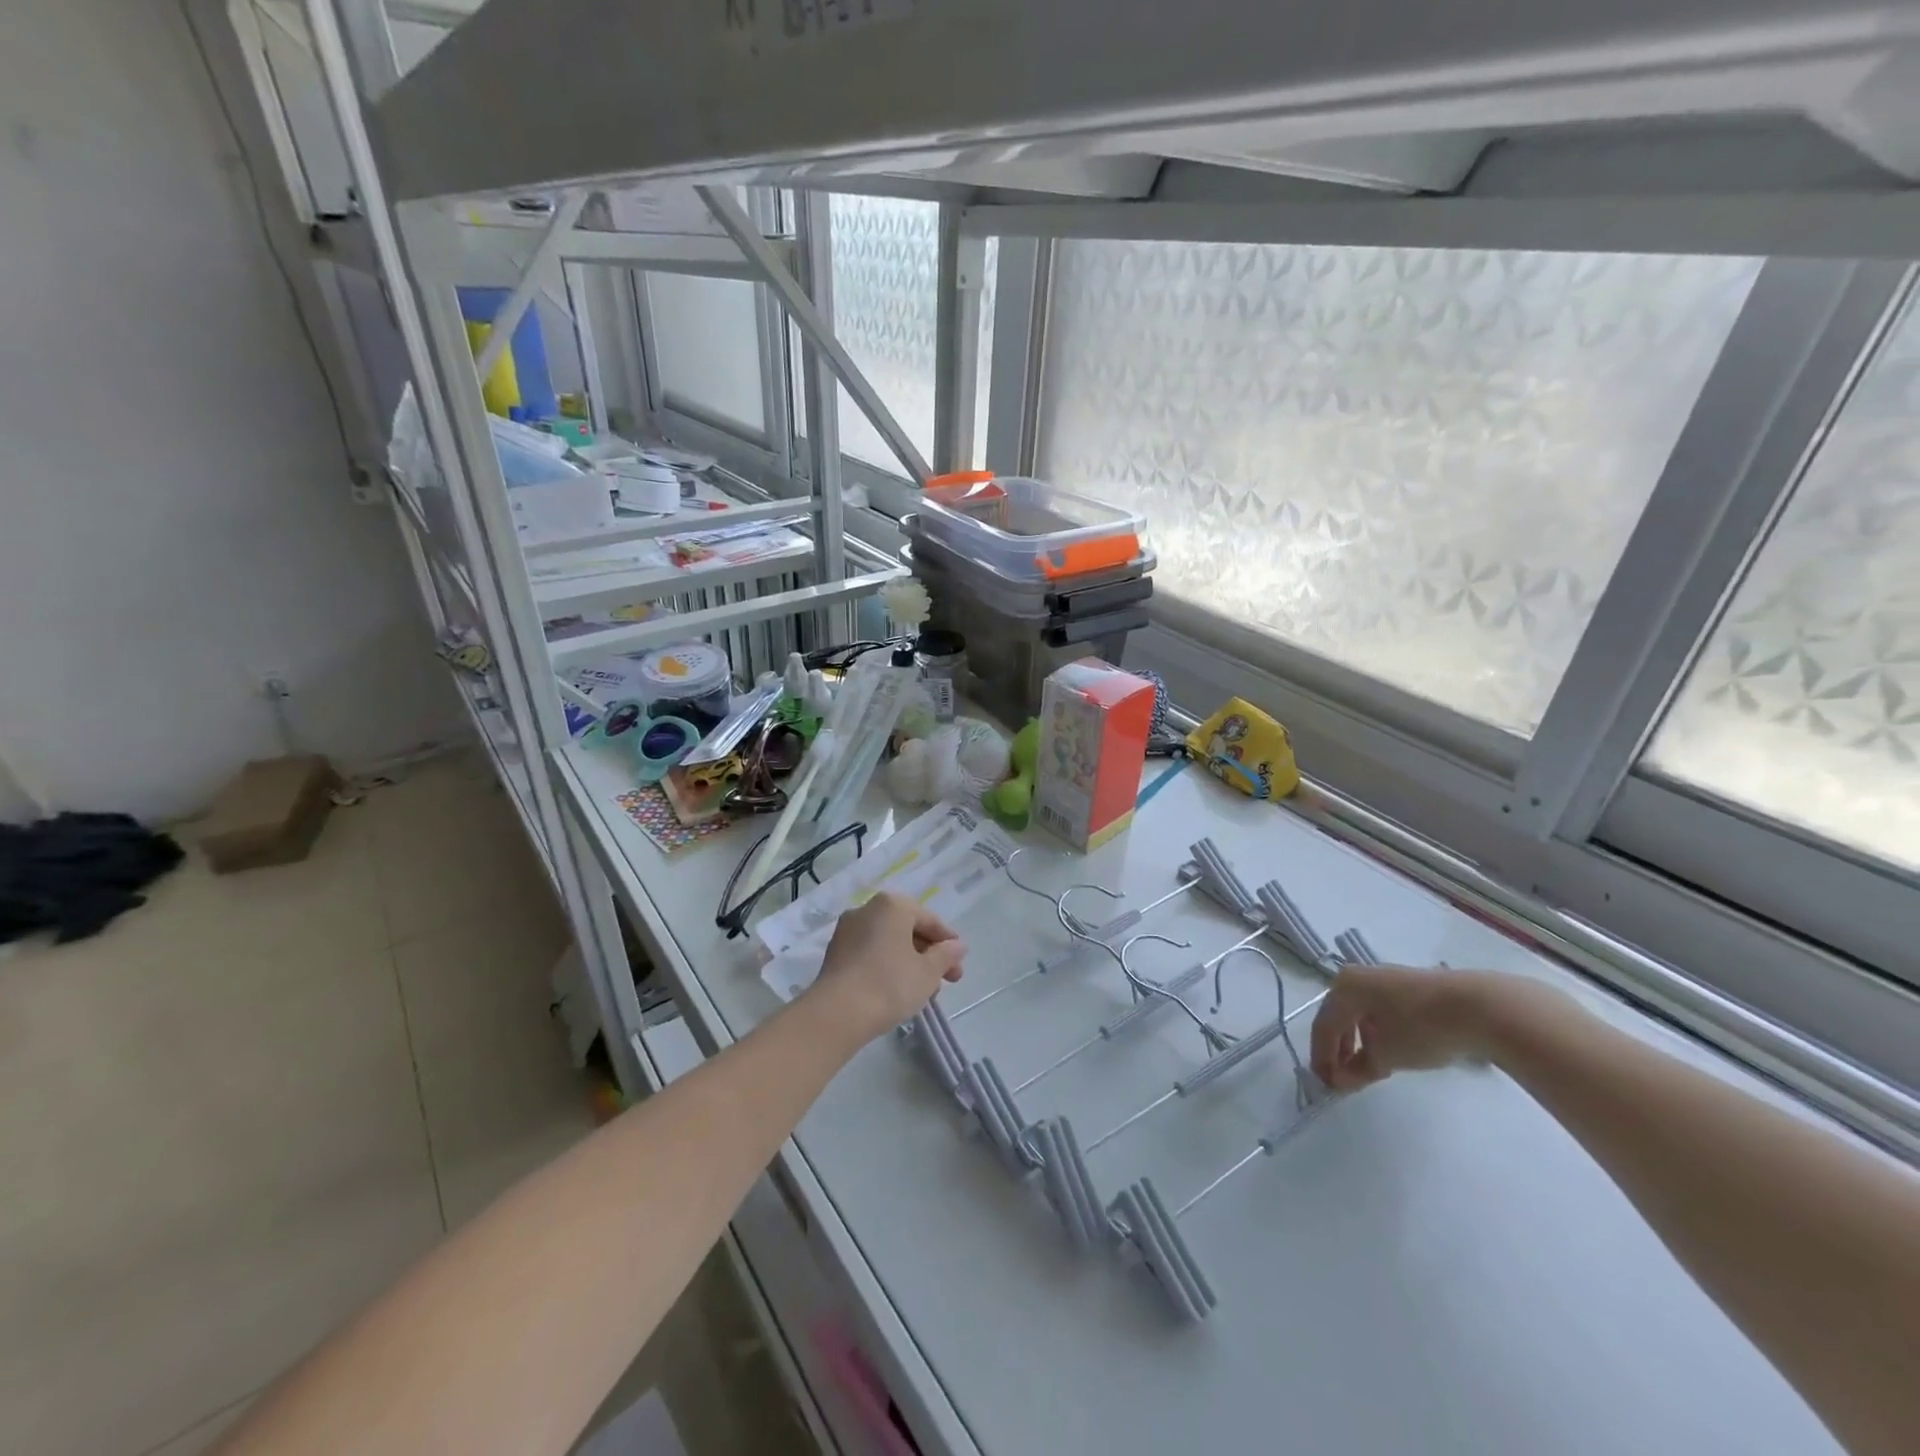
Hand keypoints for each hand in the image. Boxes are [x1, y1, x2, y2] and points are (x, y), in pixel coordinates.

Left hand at [808, 892, 965, 1042]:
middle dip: (929, 954)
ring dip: (909, 962)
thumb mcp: (928, 972)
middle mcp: (867, 910)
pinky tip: (897, 990)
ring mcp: (847, 931)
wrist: (837, 1013)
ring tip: (924, 991)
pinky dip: (887, 966)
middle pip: (907, 929)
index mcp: (892, 905)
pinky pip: (870, 953)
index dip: (948, 942)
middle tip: (946, 980)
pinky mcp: (835, 953)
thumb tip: (957, 946)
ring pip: (888, 942)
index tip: (959, 963)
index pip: (928, 920)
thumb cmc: (890, 984)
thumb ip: (946, 955)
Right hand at [1309, 966, 1556, 1090]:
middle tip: (1343, 1078)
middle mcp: (1356, 978)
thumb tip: (1341, 1081)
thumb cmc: (1421, 1028)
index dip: (1321, 1058)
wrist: (1478, 1007)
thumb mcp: (1387, 1055)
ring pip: (1359, 1014)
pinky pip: (1378, 1011)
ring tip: (1366, 1068)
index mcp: (1343, 988)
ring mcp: (1383, 979)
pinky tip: (1388, 1050)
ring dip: (1357, 1042)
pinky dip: (1375, 1032)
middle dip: (1338, 1050)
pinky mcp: (1407, 987)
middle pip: (1338, 1017)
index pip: (1323, 1026)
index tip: (1327, 1085)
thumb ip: (1358, 1070)